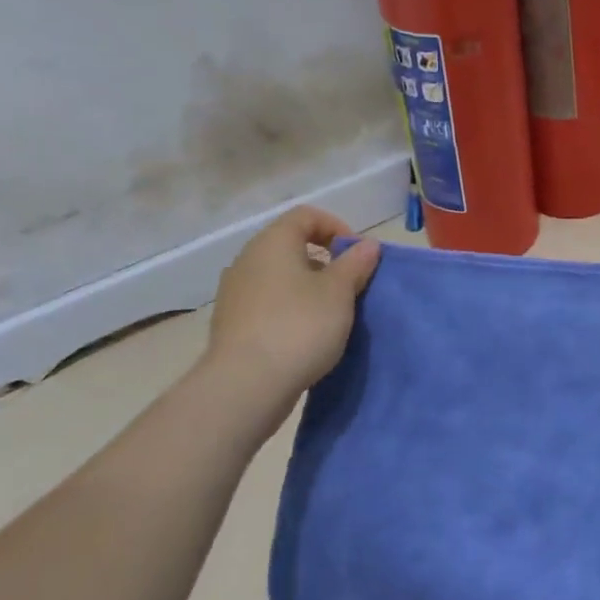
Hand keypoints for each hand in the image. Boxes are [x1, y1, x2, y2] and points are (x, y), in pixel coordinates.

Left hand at [197, 207, 380, 407]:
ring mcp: (235, 292)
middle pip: (291, 245)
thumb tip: (367, 244)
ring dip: (308, 287)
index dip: (337, 227)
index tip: (357, 255)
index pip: (306, 215)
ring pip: (279, 276)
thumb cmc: (299, 326)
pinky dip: (290, 308)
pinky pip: (268, 302)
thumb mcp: (340, 292)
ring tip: (331, 314)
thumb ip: (355, 264)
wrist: (246, 385)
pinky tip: (306, 335)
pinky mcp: (232, 323)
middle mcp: (248, 259)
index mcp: (273, 242)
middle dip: (325, 260)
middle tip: (350, 286)